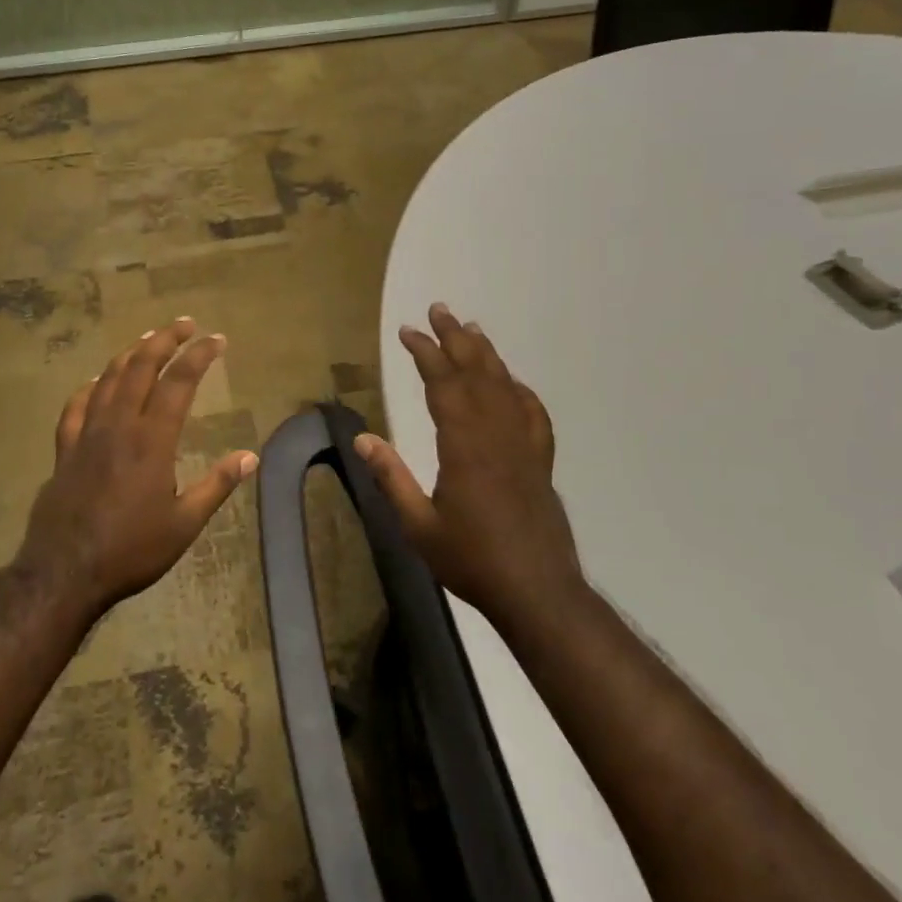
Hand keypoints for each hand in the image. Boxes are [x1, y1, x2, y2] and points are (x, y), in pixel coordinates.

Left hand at [19, 318, 257, 617]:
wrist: (64, 573)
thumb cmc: (130, 550)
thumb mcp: (184, 524)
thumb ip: (217, 486)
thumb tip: (251, 456)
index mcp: (152, 440)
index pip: (179, 382)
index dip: (200, 356)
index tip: (218, 339)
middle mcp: (119, 425)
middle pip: (141, 367)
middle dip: (165, 340)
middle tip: (185, 324)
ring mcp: (87, 434)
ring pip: (109, 378)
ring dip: (131, 353)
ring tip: (149, 339)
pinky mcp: (64, 449)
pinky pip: (76, 406)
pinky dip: (91, 386)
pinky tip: (97, 381)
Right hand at [355, 304, 581, 624]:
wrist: (537, 591)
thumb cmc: (471, 560)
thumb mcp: (419, 526)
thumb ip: (392, 478)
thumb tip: (361, 439)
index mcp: (464, 446)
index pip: (443, 384)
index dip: (425, 353)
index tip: (408, 331)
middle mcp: (496, 435)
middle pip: (476, 373)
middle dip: (455, 339)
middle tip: (439, 310)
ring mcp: (523, 446)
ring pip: (504, 386)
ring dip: (486, 354)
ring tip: (471, 328)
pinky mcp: (540, 461)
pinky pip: (532, 413)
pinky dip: (519, 390)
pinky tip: (511, 382)